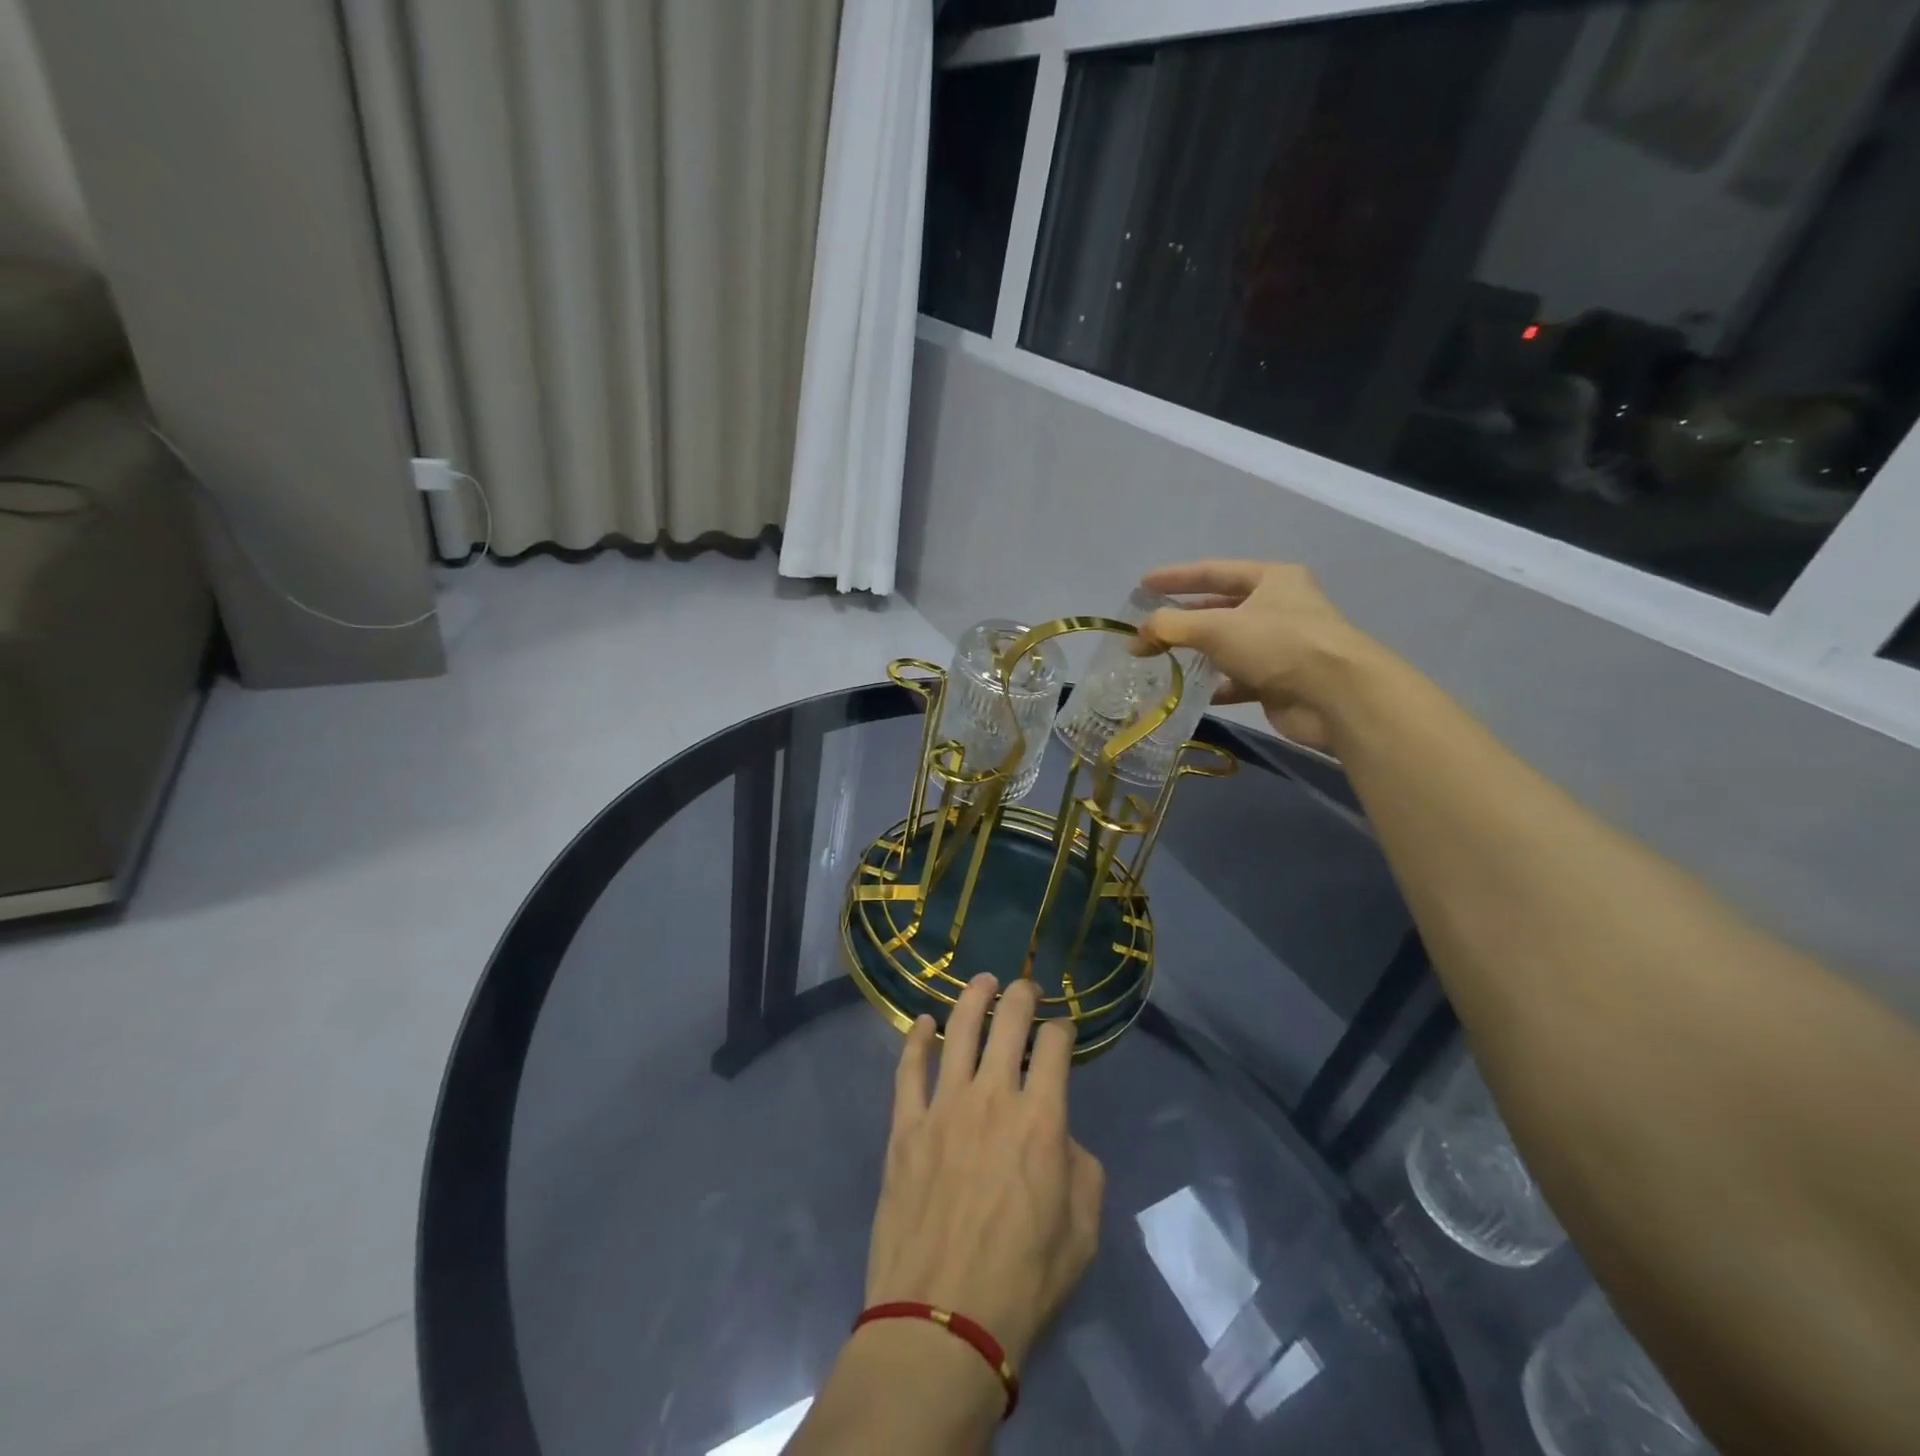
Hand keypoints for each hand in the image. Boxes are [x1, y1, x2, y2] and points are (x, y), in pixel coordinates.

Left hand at [788, 977, 1102, 1453]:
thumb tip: (1061, 1138)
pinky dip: (916, 1040)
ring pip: (959, 1032)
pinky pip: (909, 1069)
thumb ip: (1081, 1170)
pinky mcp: (905, 1127)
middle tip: (1026, 986)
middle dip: (1021, 996)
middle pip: (1008, 1023)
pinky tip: (922, 1023)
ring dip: (973, 999)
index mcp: (1042, 1119)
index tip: (1063, 1028)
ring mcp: (943, 1107)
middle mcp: (994, 1097)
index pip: (1055, 1048)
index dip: (1062, 1029)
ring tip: (983, 981)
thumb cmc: (1023, 1283)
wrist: (942, 1323)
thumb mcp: (1082, 1232)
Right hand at [1135, 560, 1379, 750]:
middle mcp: (1278, 608)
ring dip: (1196, 653)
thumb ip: (1170, 627)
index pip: (1213, 571)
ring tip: (1159, 660)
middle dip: (1183, 618)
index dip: (1175, 577)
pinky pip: (1236, 680)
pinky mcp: (1279, 681)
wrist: (1335, 696)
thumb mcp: (1216, 627)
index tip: (1143, 585)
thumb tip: (1135, 638)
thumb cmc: (1277, 644)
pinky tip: (1188, 692)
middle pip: (1220, 608)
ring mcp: (1280, 646)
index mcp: (1271, 579)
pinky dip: (1213, 685)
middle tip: (1148, 627)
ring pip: (1227, 646)